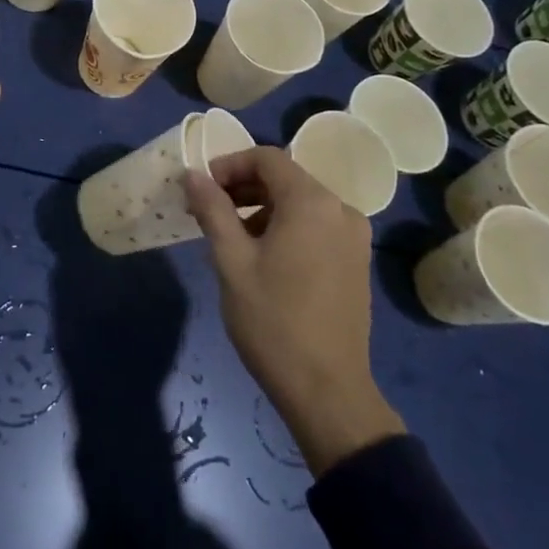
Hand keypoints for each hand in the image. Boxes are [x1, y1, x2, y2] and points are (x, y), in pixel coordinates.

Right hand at [186, 147, 403, 474]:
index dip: (230, 165)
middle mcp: (340, 209)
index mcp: (311, 203)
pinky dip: (287, 226)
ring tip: (232, 238)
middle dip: (244, 187)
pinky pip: (317, 225)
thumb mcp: (231, 261)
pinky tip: (264, 257)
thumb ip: (212, 210)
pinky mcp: (356, 260)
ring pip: (301, 202)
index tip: (203, 189)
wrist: (327, 390)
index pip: (267, 158)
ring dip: (263, 208)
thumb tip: (192, 174)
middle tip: (210, 212)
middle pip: (286, 178)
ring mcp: (354, 236)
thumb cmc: (273, 321)